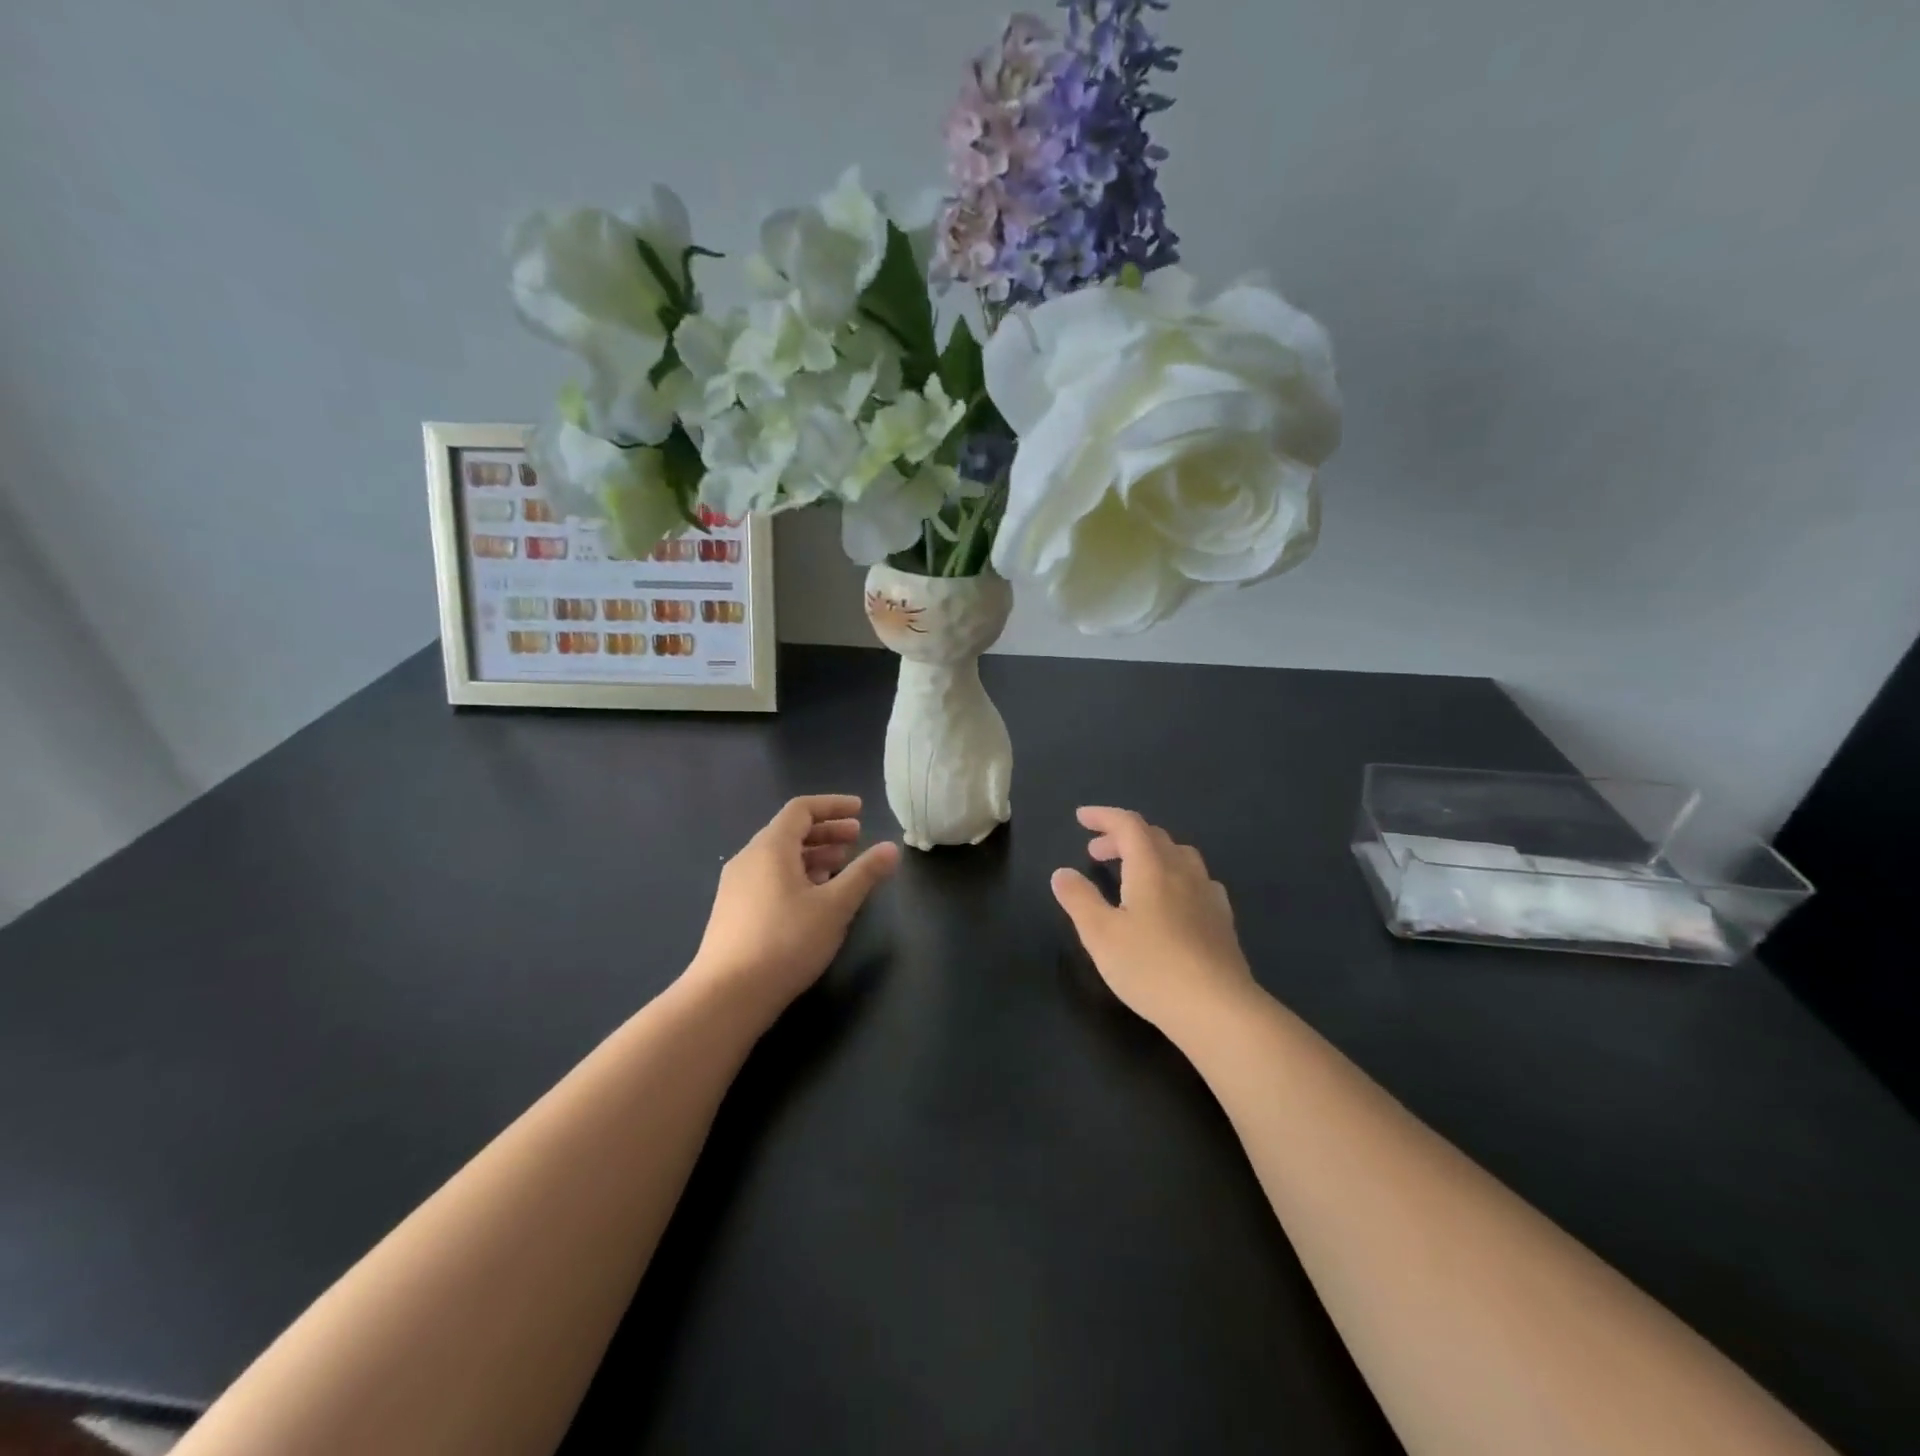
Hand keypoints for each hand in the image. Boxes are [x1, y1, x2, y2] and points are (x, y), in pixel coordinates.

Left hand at [688, 794, 900, 1016]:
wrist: (727, 995)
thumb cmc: (786, 941)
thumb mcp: (835, 906)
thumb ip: (864, 874)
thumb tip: (891, 848)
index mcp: (770, 847)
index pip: (802, 809)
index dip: (833, 806)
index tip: (861, 811)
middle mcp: (749, 858)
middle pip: (790, 831)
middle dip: (826, 831)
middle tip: (857, 838)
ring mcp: (737, 886)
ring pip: (779, 857)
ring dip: (813, 855)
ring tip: (841, 866)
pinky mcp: (734, 911)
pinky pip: (769, 877)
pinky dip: (796, 875)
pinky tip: (814, 898)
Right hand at [1052, 806, 1258, 1039]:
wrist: (1217, 1009)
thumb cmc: (1150, 967)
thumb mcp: (1100, 934)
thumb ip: (1079, 899)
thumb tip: (1062, 873)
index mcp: (1151, 867)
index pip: (1128, 825)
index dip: (1104, 816)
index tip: (1081, 818)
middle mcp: (1182, 872)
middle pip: (1153, 837)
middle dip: (1121, 837)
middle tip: (1095, 853)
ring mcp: (1207, 895)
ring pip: (1179, 855)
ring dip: (1151, 853)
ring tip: (1132, 873)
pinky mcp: (1222, 920)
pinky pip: (1197, 881)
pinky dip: (1175, 876)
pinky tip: (1173, 900)